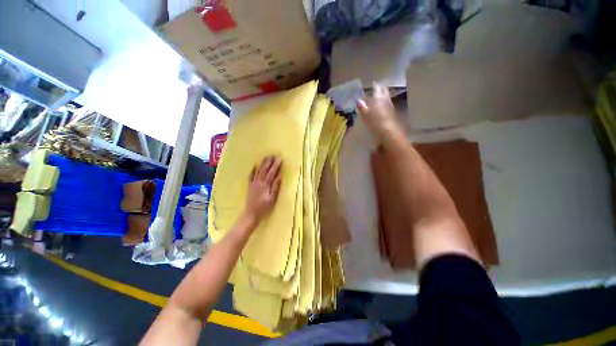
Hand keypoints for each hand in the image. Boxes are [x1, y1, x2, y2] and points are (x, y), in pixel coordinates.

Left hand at [244, 156, 281, 224]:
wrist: (251, 213)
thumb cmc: (264, 207)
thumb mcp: (272, 199)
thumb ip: (275, 187)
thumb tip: (279, 177)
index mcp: (265, 185)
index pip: (272, 173)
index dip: (276, 165)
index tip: (280, 159)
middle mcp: (259, 182)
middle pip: (265, 169)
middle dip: (269, 162)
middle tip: (273, 155)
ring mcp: (253, 183)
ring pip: (258, 171)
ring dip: (262, 163)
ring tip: (266, 157)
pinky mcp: (250, 186)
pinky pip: (251, 175)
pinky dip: (253, 170)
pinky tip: (255, 165)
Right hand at [357, 84, 403, 143]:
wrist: (389, 132)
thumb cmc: (375, 122)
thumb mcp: (366, 115)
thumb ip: (363, 107)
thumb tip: (358, 100)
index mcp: (379, 98)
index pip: (377, 89)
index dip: (375, 86)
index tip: (373, 83)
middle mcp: (386, 100)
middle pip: (384, 91)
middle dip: (381, 89)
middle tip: (377, 87)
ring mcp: (390, 106)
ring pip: (387, 97)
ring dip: (383, 95)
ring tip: (379, 95)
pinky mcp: (393, 113)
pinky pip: (388, 104)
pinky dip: (385, 103)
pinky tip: (383, 106)